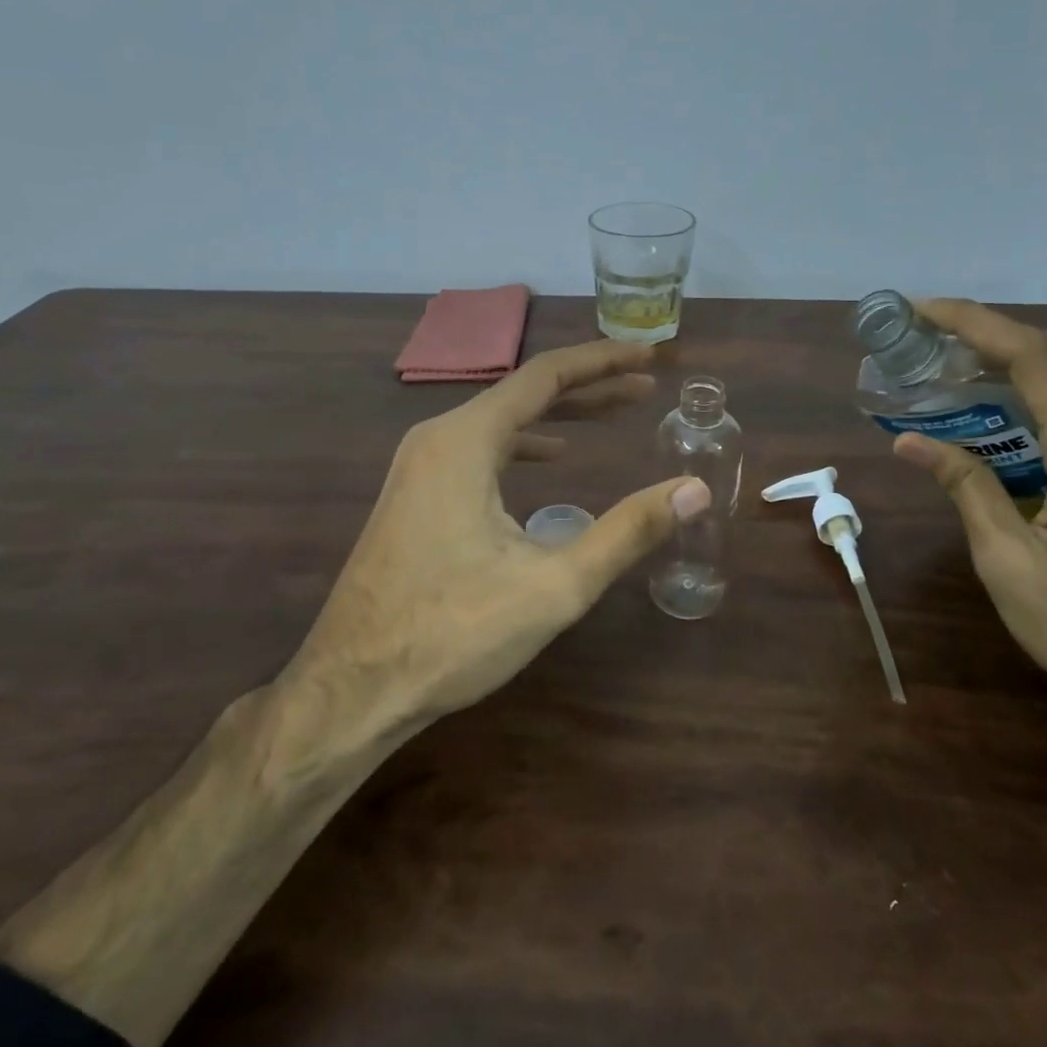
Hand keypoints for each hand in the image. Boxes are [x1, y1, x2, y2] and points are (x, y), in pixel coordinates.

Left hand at [282, 340, 710, 735]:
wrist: (351, 689)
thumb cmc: (453, 634)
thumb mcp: (555, 586)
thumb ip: (628, 532)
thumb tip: (694, 490)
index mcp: (465, 440)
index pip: (546, 375)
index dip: (603, 362)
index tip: (649, 357)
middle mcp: (437, 437)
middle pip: (525, 392)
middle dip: (590, 387)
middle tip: (645, 387)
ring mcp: (419, 465)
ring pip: (501, 420)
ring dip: (559, 414)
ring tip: (612, 414)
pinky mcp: (415, 494)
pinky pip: (480, 448)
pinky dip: (524, 442)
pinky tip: (551, 457)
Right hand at [891, 298, 1046, 729]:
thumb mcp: (1009, 564)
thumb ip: (966, 489)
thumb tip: (912, 442)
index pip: (1032, 357)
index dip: (974, 323)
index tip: (923, 311)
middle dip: (997, 329)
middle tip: (936, 341)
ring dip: (1020, 357)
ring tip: (958, 370)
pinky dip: (1041, 390)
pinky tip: (1000, 418)